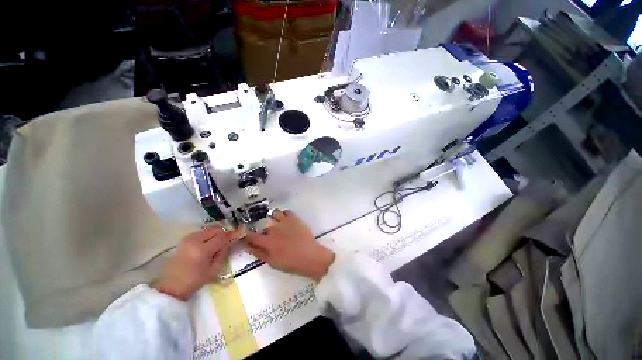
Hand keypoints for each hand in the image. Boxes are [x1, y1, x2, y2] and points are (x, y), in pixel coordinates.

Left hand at [153, 226, 243, 299]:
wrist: (170, 287)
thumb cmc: (194, 281)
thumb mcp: (214, 270)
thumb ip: (223, 253)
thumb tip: (229, 242)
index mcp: (202, 249)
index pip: (222, 237)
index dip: (233, 234)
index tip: (241, 231)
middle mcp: (195, 240)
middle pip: (215, 229)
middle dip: (224, 232)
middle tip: (230, 239)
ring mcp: (188, 239)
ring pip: (208, 229)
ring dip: (216, 233)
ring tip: (220, 241)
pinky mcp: (184, 240)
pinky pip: (201, 232)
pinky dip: (208, 234)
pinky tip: (210, 242)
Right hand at [243, 209, 334, 281]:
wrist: (310, 256)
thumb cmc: (290, 262)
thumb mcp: (271, 262)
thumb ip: (258, 252)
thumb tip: (246, 245)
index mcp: (267, 241)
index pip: (251, 235)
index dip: (246, 235)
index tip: (245, 234)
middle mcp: (274, 228)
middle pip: (264, 226)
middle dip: (265, 230)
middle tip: (272, 236)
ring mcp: (285, 221)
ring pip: (275, 214)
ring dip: (274, 219)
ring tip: (279, 225)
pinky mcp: (295, 218)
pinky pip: (286, 211)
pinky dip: (285, 215)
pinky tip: (287, 221)